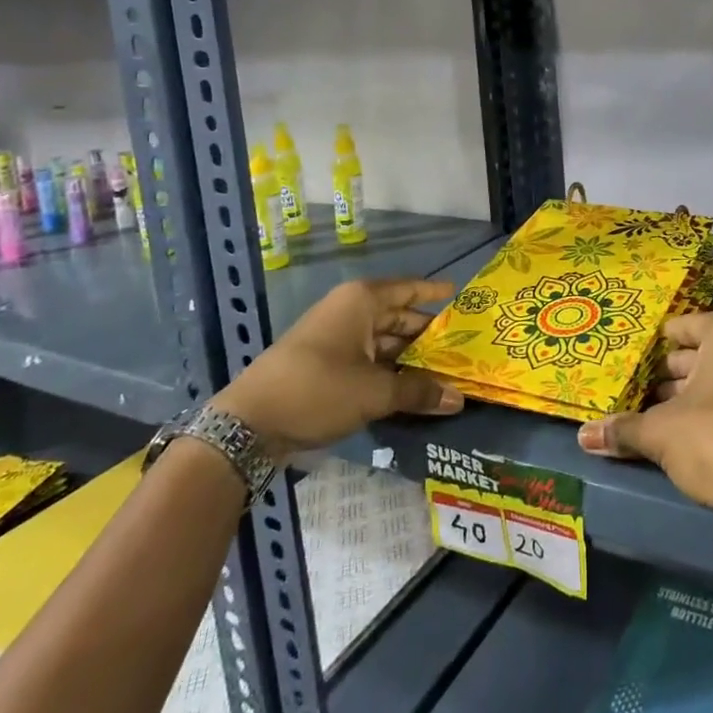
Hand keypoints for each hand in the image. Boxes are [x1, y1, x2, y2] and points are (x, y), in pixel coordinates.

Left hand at [212, 278, 462, 453]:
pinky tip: (412, 389)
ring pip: (384, 341)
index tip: (462, 295)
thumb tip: (459, 399)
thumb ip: (419, 392)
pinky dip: (390, 371)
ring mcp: (336, 337)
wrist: (249, 424)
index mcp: (362, 301)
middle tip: (464, 347)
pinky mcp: (326, 363)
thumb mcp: (374, 392)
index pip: (410, 289)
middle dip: (429, 334)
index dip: (435, 292)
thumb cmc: (318, 389)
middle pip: (399, 317)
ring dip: (411, 358)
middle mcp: (350, 311)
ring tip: (446, 372)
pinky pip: (368, 360)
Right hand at [577, 308, 712, 577]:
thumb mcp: (661, 433)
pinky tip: (688, 436)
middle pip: (703, 352)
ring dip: (691, 396)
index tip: (629, 362)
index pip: (682, 327)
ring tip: (653, 418)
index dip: (652, 347)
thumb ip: (622, 429)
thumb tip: (583, 435)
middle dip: (670, 374)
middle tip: (634, 392)